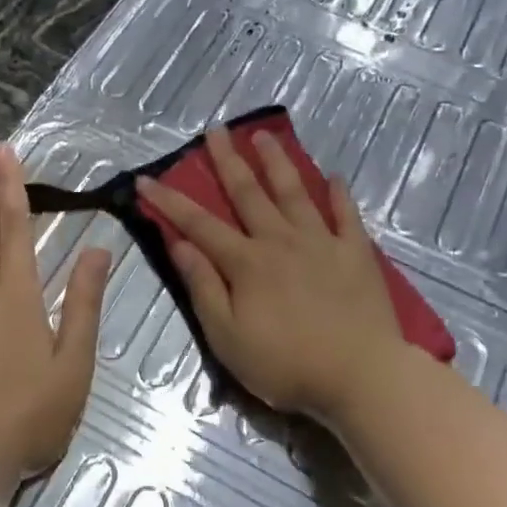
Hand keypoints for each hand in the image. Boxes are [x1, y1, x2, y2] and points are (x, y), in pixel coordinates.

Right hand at [137, 124, 402, 427]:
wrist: (360, 377)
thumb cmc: (286, 365)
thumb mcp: (227, 337)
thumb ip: (203, 287)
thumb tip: (179, 244)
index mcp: (246, 262)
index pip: (199, 224)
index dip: (170, 201)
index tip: (146, 178)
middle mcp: (281, 240)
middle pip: (248, 193)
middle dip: (228, 160)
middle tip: (216, 129)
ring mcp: (322, 242)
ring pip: (294, 193)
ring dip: (276, 163)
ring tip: (264, 136)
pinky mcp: (356, 252)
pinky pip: (346, 215)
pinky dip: (338, 194)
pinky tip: (333, 176)